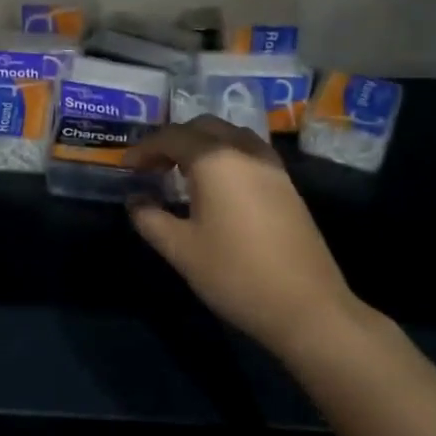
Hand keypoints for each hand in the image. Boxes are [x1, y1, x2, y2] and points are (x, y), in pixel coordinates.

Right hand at [127, 116, 361, 357]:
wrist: (308, 308)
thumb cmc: (236, 274)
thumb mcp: (181, 249)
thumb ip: (150, 218)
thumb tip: (136, 200)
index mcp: (215, 160)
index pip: (171, 137)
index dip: (145, 148)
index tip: (127, 166)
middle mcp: (245, 151)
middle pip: (203, 127)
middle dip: (173, 139)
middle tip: (153, 165)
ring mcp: (271, 166)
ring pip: (230, 135)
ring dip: (202, 143)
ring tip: (183, 170)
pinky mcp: (287, 185)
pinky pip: (249, 152)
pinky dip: (225, 154)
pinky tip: (217, 185)